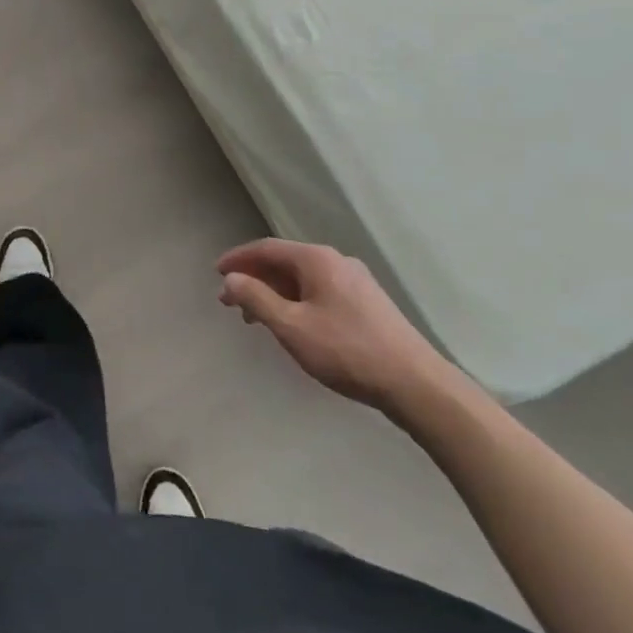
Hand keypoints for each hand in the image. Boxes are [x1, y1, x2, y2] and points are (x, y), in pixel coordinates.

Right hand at [218, 239, 454, 418]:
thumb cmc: (347, 351)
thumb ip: (257, 299)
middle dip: (255, 279)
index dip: (238, 259)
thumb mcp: (292, 327)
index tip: (216, 273)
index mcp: (316, 259)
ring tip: (256, 319)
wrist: (416, 384)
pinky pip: (320, 291)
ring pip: (303, 279)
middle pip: (285, 262)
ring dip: (275, 293)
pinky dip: (297, 301)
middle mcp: (336, 260)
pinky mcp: (368, 303)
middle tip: (231, 302)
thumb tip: (231, 279)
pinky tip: (293, 324)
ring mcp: (355, 280)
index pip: (267, 248)